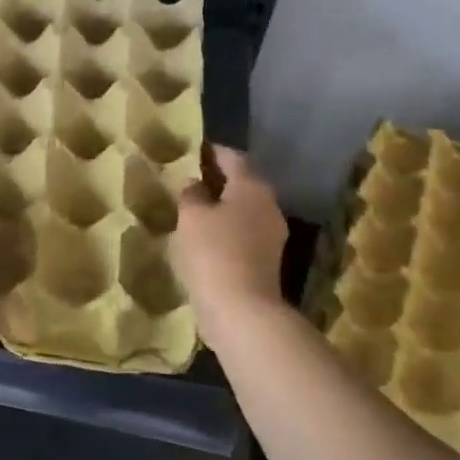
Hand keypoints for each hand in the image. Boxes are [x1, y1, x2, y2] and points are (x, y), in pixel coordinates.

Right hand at [174, 145, 290, 341]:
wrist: (241, 311)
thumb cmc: (213, 252)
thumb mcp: (191, 216)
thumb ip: (191, 194)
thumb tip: (195, 184)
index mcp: (252, 186)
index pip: (233, 157)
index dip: (212, 151)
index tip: (193, 149)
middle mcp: (268, 205)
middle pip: (242, 183)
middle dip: (218, 179)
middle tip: (188, 178)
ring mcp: (271, 235)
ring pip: (243, 210)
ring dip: (221, 206)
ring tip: (192, 207)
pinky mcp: (265, 261)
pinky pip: (242, 234)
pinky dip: (225, 229)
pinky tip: (203, 237)